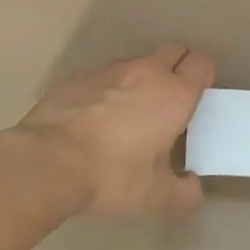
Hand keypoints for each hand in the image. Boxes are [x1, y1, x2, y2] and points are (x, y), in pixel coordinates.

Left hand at [12, 43, 216, 217]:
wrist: (45, 164)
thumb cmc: (111, 177)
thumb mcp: (155, 199)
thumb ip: (184, 194)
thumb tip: (193, 188)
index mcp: (175, 95)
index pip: (202, 63)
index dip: (204, 76)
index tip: (197, 98)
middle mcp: (146, 72)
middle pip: (174, 50)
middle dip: (177, 67)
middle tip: (168, 102)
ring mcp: (109, 70)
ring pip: (137, 62)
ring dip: (140, 79)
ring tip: (127, 114)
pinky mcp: (77, 77)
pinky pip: (102, 76)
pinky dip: (105, 90)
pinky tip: (92, 119)